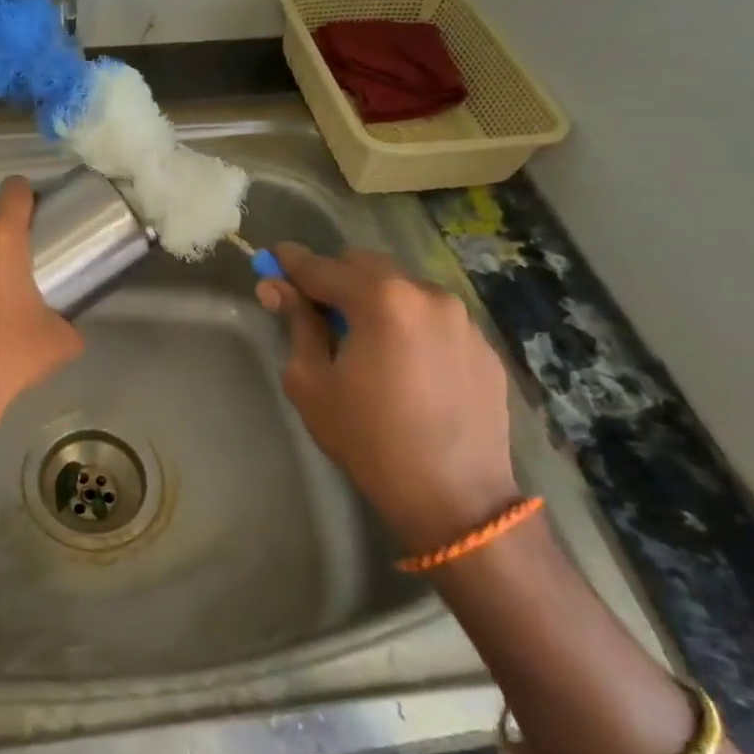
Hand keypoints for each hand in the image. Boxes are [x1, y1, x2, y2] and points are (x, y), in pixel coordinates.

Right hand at [257, 243, 518, 553]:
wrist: (453, 496)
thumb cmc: (367, 438)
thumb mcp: (311, 382)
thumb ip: (296, 324)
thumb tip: (275, 287)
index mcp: (381, 299)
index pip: (322, 267)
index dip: (291, 262)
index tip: (271, 258)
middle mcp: (426, 294)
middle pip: (366, 265)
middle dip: (334, 277)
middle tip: (313, 307)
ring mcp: (462, 318)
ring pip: (403, 287)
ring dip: (374, 298)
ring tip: (362, 339)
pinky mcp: (483, 345)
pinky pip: (433, 317)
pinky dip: (408, 323)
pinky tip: (402, 363)